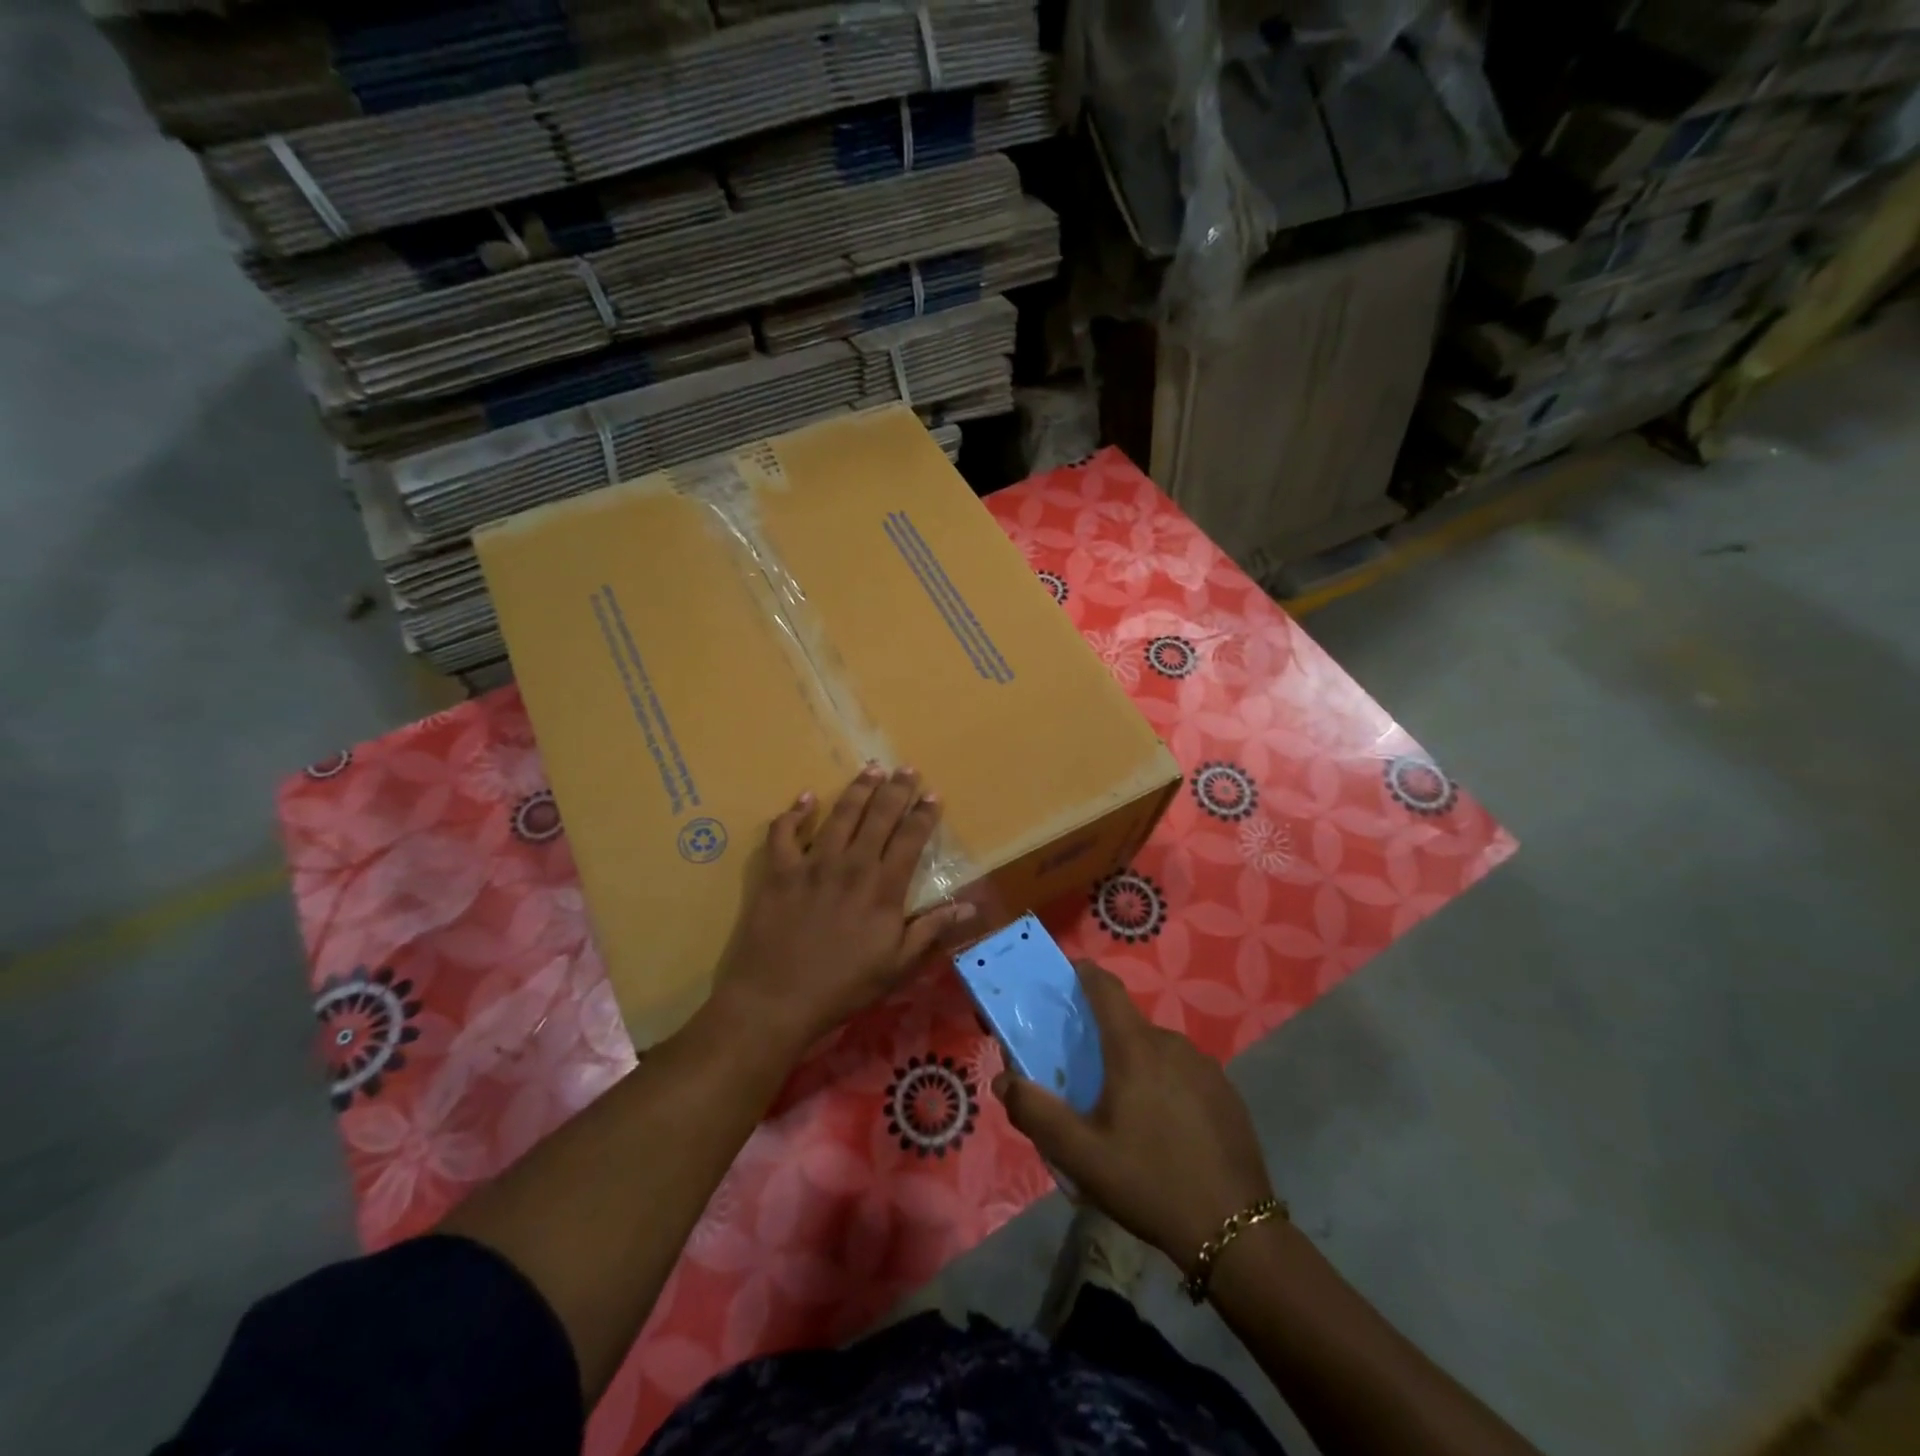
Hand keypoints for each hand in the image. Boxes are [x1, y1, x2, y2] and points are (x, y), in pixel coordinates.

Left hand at [714, 765, 976, 1053]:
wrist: (777, 999)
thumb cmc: (843, 986)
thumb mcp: (897, 965)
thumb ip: (930, 930)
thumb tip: (969, 907)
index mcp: (883, 888)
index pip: (910, 839)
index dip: (924, 814)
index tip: (933, 794)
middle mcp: (852, 865)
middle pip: (879, 816)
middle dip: (896, 789)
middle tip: (906, 768)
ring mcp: (812, 864)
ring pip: (840, 815)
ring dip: (858, 790)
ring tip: (871, 769)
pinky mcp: (779, 871)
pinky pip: (784, 833)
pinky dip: (795, 813)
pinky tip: (806, 798)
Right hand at [994, 960, 1274, 1265]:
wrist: (1235, 1232)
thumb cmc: (1149, 1182)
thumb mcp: (1080, 1155)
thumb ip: (1036, 1113)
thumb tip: (1004, 1080)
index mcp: (1134, 1048)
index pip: (1105, 988)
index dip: (1084, 975)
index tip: (1066, 976)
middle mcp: (1172, 1043)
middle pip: (1128, 1026)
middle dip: (1103, 1039)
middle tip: (1085, 1077)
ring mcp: (1205, 1067)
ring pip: (1157, 1051)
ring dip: (1135, 1066)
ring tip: (1124, 1112)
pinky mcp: (1227, 1092)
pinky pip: (1184, 1073)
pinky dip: (1165, 1085)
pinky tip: (1163, 1129)